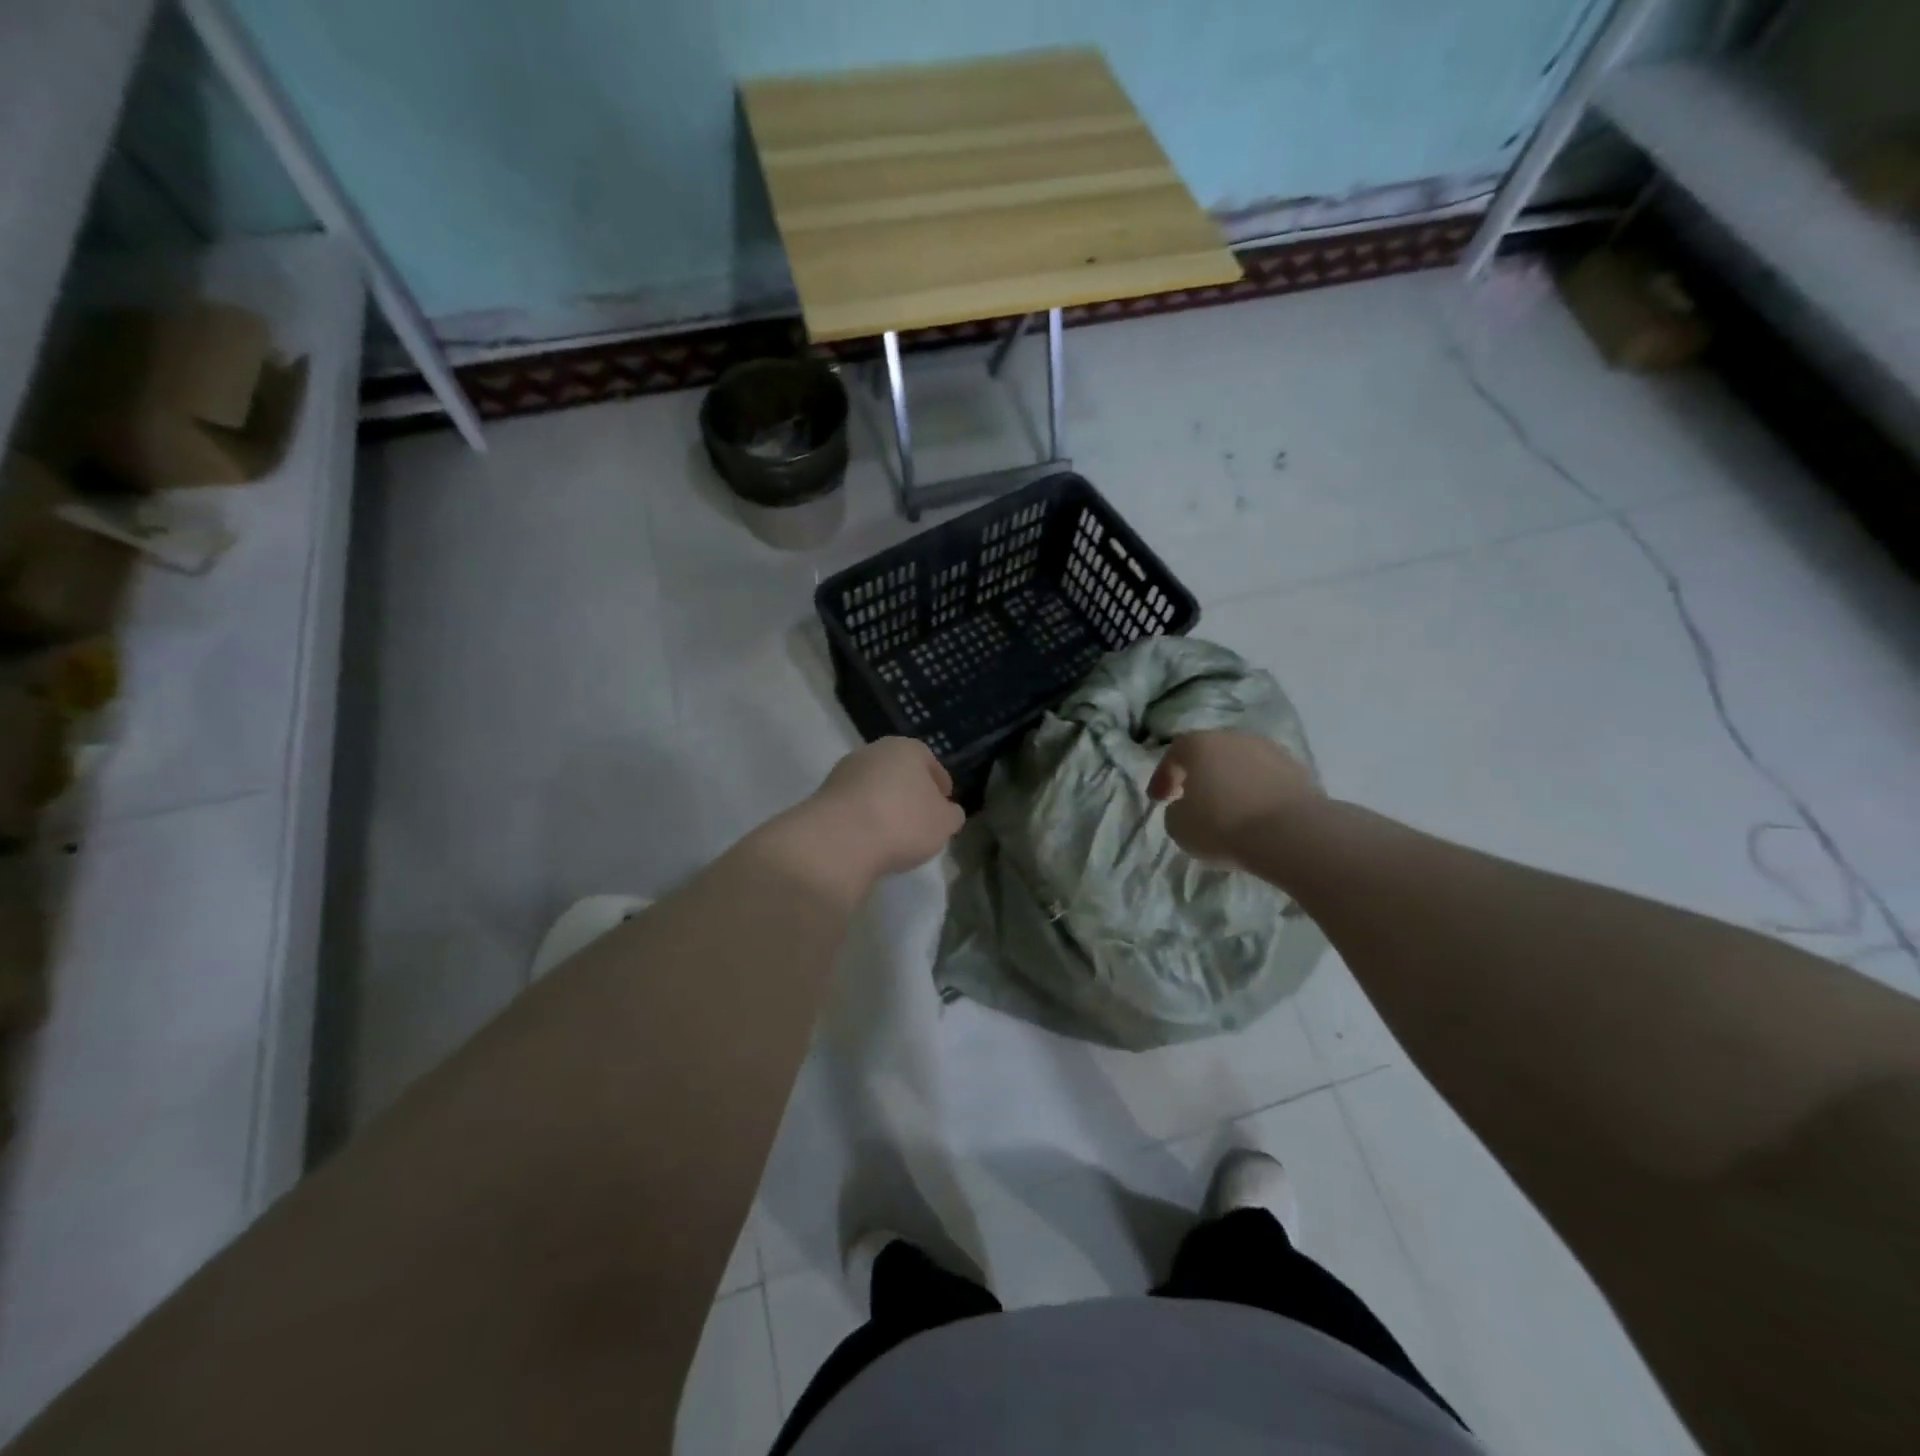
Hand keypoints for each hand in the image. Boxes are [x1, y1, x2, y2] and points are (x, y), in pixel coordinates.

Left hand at [803, 738, 965, 883]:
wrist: (839, 840)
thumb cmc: (902, 822)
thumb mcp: (943, 823)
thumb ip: (951, 815)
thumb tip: (947, 812)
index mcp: (906, 748)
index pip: (928, 760)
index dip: (939, 783)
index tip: (944, 803)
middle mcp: (873, 752)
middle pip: (898, 772)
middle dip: (909, 792)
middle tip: (920, 819)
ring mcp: (844, 773)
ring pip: (874, 788)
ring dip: (884, 805)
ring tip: (894, 834)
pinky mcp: (823, 797)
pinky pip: (854, 807)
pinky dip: (864, 818)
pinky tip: (870, 840)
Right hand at [1149, 731, 1320, 867]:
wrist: (1292, 834)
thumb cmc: (1223, 825)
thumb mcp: (1179, 826)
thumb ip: (1175, 811)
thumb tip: (1187, 807)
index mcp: (1200, 745)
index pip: (1173, 754)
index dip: (1162, 777)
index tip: (1158, 800)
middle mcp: (1235, 739)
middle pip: (1210, 754)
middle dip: (1199, 776)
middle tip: (1192, 800)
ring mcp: (1271, 752)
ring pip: (1242, 765)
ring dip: (1232, 784)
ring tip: (1228, 811)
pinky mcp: (1300, 772)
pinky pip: (1267, 780)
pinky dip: (1257, 794)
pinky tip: (1256, 817)